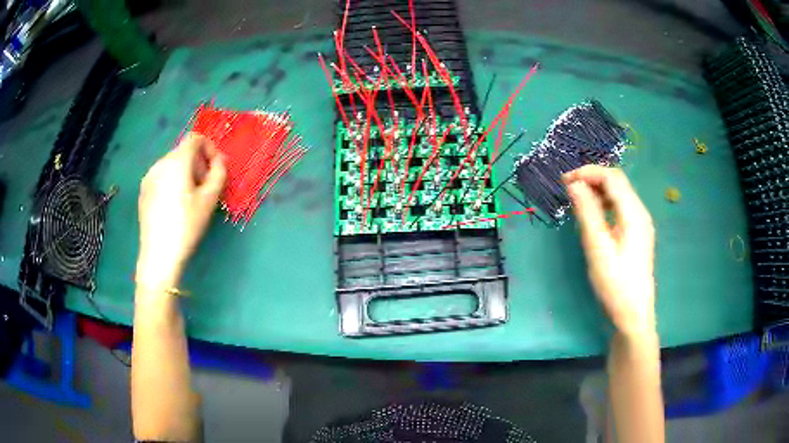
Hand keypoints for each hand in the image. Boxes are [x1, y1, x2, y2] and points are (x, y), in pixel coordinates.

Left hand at [136, 133, 226, 290]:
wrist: (159, 255)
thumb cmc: (187, 226)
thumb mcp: (209, 200)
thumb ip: (219, 172)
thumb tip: (220, 160)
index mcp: (177, 161)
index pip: (195, 139)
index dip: (209, 148)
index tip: (215, 169)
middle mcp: (160, 163)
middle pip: (183, 151)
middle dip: (198, 163)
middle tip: (205, 187)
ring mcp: (149, 177)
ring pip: (172, 164)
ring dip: (185, 172)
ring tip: (190, 198)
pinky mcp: (143, 190)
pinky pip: (162, 176)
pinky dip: (172, 181)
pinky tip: (175, 205)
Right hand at [563, 166, 655, 335]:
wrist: (633, 315)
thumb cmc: (615, 284)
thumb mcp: (598, 249)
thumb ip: (587, 213)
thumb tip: (574, 184)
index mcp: (634, 213)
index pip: (612, 177)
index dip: (588, 172)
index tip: (564, 180)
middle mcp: (640, 212)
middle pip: (617, 182)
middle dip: (592, 178)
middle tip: (568, 188)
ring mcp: (640, 223)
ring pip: (619, 194)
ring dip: (598, 190)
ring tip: (577, 200)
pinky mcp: (637, 233)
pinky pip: (621, 207)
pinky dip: (605, 203)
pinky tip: (594, 215)